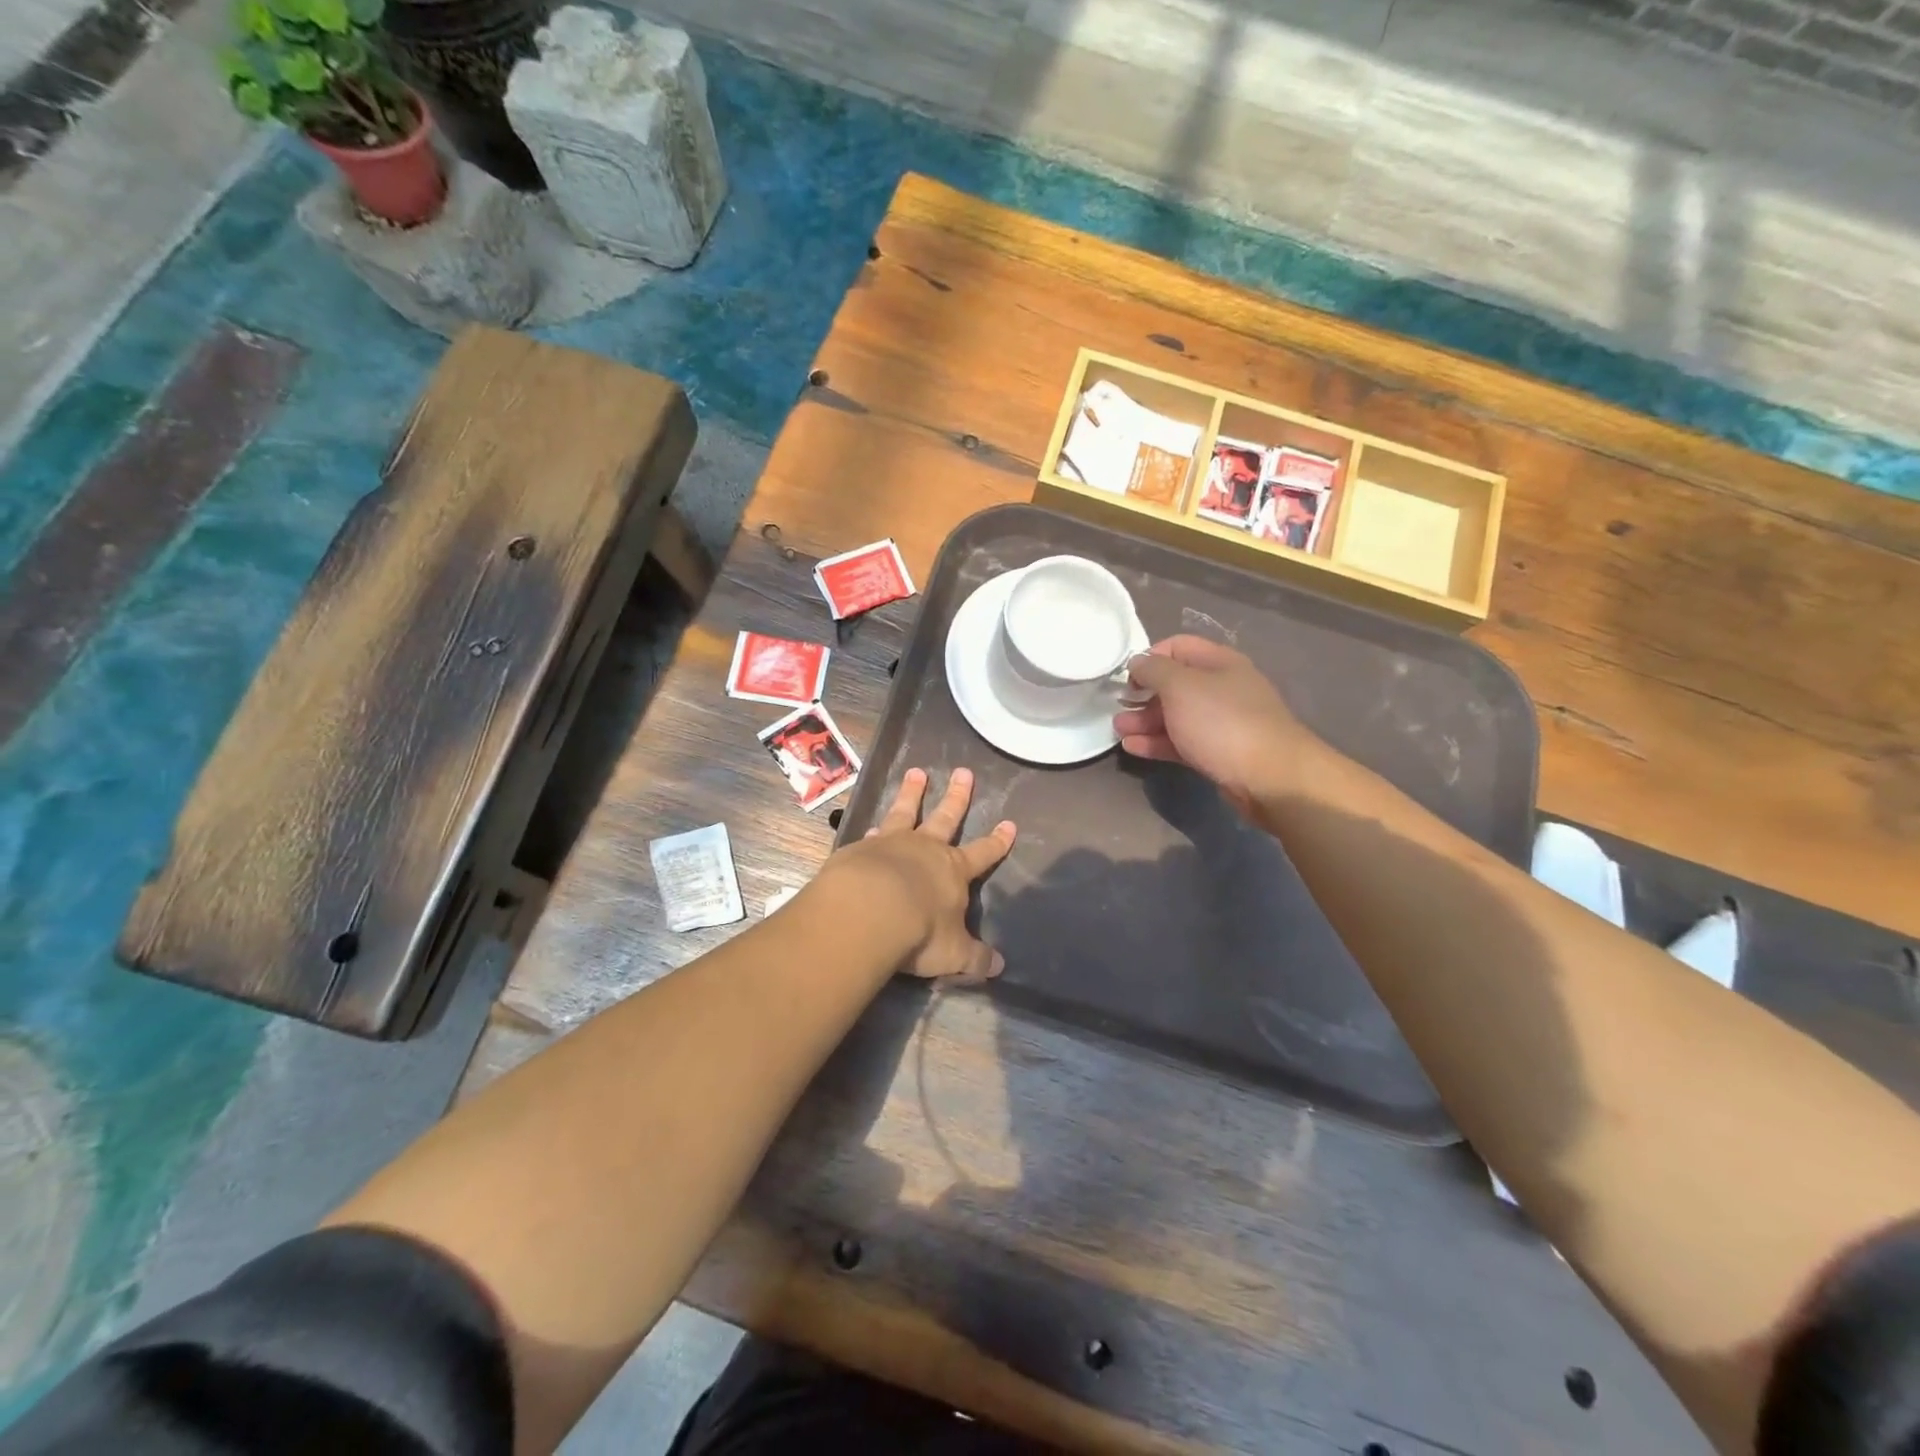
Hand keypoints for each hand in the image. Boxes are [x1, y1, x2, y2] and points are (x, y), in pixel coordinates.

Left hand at [828, 767, 1015, 982]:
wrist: (867, 912)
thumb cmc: (919, 932)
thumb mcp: (953, 953)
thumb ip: (975, 958)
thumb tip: (999, 967)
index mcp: (953, 870)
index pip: (983, 853)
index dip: (997, 841)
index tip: (1009, 823)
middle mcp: (925, 849)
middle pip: (946, 817)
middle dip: (957, 797)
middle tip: (963, 771)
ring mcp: (891, 844)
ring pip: (906, 812)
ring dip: (913, 793)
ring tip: (916, 773)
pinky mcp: (860, 849)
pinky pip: (872, 835)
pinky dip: (874, 829)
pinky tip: (871, 827)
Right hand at [1115, 635, 1324, 816]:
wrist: (1270, 777)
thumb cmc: (1222, 722)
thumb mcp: (1181, 686)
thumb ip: (1154, 670)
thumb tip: (1138, 662)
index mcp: (1219, 663)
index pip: (1177, 646)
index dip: (1149, 657)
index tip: (1126, 677)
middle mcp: (1222, 688)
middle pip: (1175, 684)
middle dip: (1143, 694)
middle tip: (1118, 707)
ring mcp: (1222, 723)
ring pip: (1176, 716)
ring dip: (1145, 721)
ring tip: (1119, 730)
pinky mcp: (1219, 753)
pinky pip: (1182, 742)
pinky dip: (1157, 743)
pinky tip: (1133, 748)